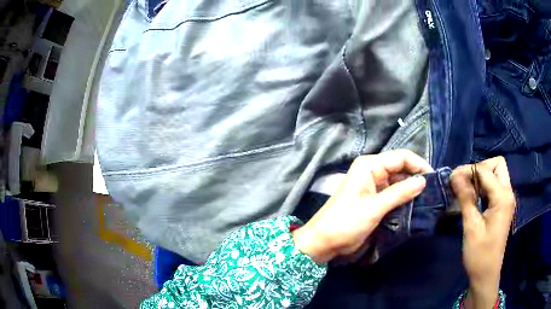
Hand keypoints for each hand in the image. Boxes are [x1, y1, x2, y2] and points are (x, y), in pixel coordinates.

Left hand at [292, 149, 432, 263]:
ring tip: (428, 199)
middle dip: (417, 178)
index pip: (401, 157)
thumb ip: (400, 192)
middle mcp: (373, 171)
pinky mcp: (374, 199)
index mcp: (370, 165)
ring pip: (399, 181)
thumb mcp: (375, 207)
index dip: (419, 165)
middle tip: (434, 192)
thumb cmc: (346, 222)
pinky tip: (415, 205)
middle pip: (401, 168)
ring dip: (412, 189)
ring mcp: (373, 185)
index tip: (434, 179)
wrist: (323, 241)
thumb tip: (423, 181)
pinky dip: (404, 198)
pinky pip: (394, 193)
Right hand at [451, 157, 515, 308]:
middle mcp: (508, 193)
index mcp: (502, 198)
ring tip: (467, 190)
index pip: (485, 171)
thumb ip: (465, 198)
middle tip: (465, 182)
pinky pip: (495, 186)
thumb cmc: (479, 254)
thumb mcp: (471, 227)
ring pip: (497, 173)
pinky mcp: (503, 206)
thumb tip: (454, 175)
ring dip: (482, 176)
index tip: (452, 179)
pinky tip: (474, 197)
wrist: (486, 274)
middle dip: (480, 168)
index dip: (468, 171)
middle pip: (497, 164)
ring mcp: (506, 200)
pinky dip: (484, 186)